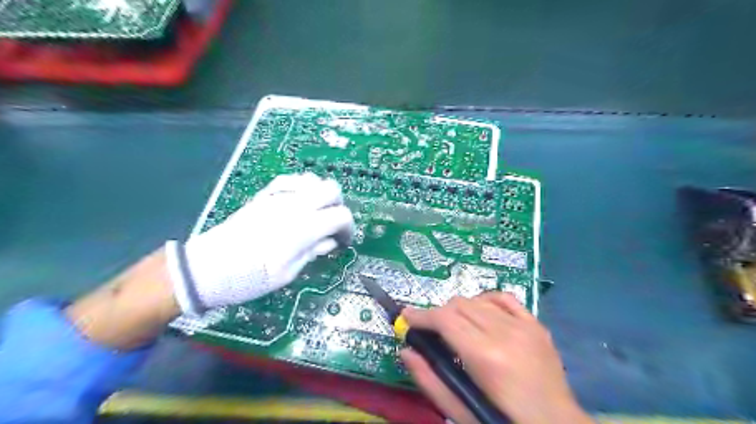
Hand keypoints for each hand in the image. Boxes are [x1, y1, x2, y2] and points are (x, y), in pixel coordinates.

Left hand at [168, 172, 353, 314]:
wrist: (206, 269)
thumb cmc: (249, 279)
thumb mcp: (287, 273)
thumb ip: (312, 252)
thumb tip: (330, 241)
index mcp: (303, 228)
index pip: (341, 216)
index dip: (348, 228)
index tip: (342, 241)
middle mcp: (294, 206)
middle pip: (332, 189)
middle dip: (339, 206)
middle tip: (332, 225)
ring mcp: (277, 197)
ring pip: (313, 180)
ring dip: (321, 194)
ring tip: (316, 213)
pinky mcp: (263, 196)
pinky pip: (290, 180)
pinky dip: (301, 187)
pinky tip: (298, 202)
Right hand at [402, 292, 590, 423]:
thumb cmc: (504, 421)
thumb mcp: (462, 411)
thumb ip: (430, 380)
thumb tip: (406, 351)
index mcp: (486, 356)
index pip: (445, 319)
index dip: (421, 315)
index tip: (407, 317)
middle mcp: (505, 333)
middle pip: (458, 305)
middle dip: (438, 314)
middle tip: (431, 331)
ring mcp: (523, 326)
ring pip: (477, 299)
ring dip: (459, 309)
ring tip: (455, 327)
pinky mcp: (535, 325)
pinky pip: (504, 298)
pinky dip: (485, 300)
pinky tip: (481, 313)